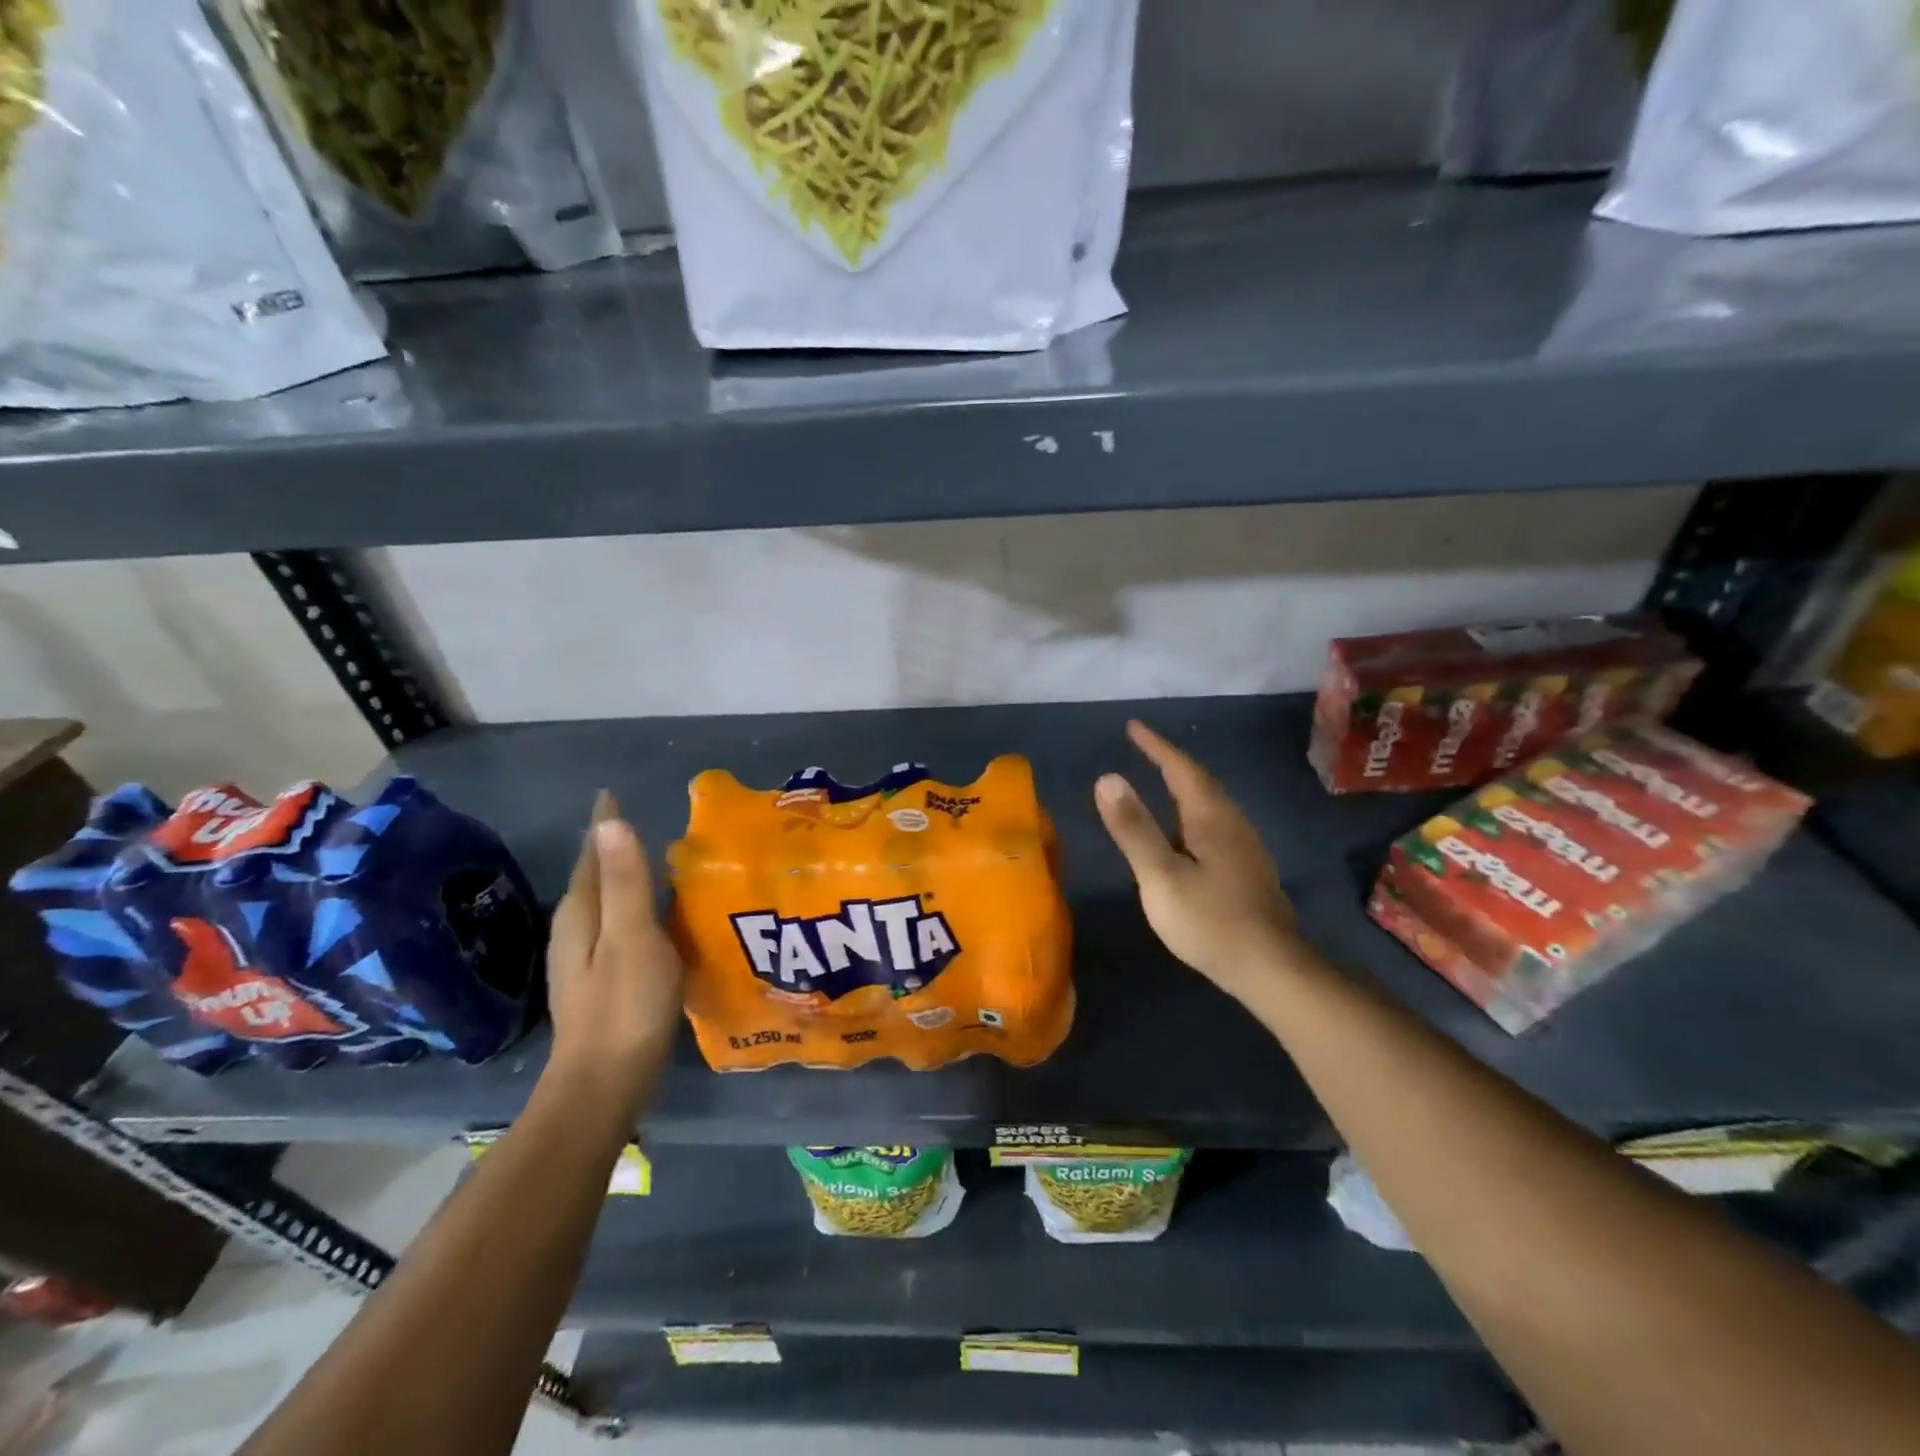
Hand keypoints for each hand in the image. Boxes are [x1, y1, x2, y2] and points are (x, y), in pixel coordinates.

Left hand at [544, 792, 684, 1121]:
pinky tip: (657, 918)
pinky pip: (617, 926)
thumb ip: (626, 882)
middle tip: (644, 821)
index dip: (604, 825)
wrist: (603, 1085)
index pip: (592, 854)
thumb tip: (611, 823)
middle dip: (613, 847)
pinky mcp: (601, 980)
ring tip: (658, 861)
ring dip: (625, 878)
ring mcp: (585, 959)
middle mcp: (576, 930)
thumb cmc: (624, 1007)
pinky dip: (634, 908)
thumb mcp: (633, 938)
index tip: (613, 793)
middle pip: (594, 876)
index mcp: (582, 914)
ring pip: (605, 902)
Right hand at [1095, 721, 1301, 1000]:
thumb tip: (1107, 777)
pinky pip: (1215, 825)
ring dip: (1185, 786)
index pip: (1180, 769)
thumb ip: (1134, 828)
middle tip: (1145, 748)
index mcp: (1210, 818)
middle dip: (1171, 761)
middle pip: (1201, 782)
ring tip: (1161, 782)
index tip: (1133, 727)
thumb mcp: (1161, 876)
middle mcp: (1232, 824)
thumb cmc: (1211, 921)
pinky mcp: (1248, 871)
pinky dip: (1192, 813)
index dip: (1156, 746)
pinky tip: (1185, 834)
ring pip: (1211, 804)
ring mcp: (1244, 849)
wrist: (1273, 969)